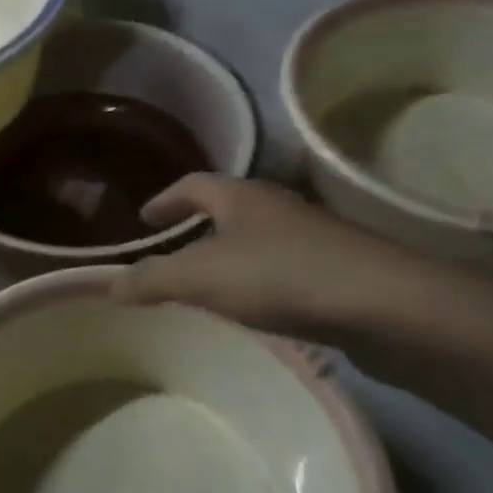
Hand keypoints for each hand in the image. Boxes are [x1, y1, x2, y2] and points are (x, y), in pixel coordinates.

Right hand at [110, 174, 435, 342]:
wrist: (384, 304)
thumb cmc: (280, 275)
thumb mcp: (201, 277)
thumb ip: (151, 280)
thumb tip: (108, 285)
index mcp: (240, 196)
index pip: (192, 185)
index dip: (164, 199)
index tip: (144, 218)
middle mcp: (276, 206)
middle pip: (227, 206)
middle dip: (197, 223)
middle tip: (173, 247)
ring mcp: (311, 236)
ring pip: (257, 237)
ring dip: (229, 252)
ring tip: (209, 281)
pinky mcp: (336, 268)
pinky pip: (281, 265)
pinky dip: (258, 278)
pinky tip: (256, 308)